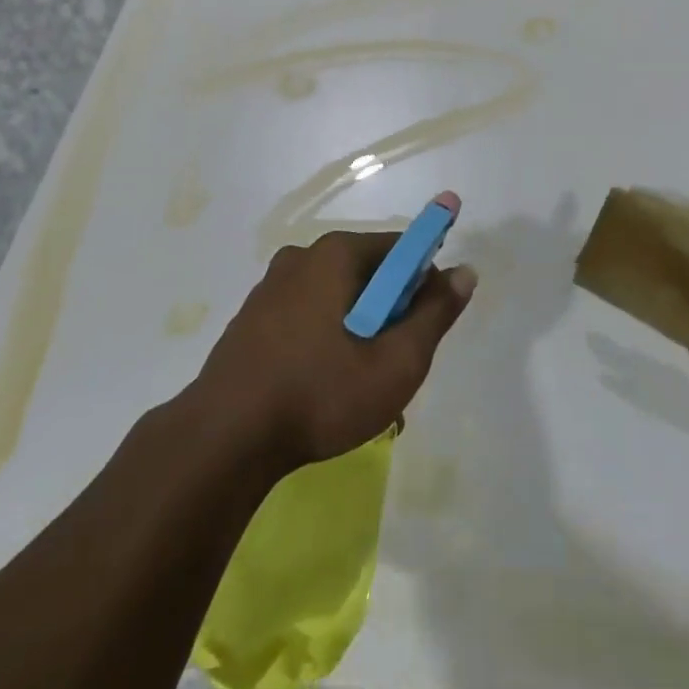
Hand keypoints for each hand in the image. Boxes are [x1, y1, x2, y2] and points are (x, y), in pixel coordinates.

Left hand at [194, 229, 476, 471]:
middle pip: (368, 274)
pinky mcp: (251, 318)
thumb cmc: (320, 394)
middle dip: (390, 315)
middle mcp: (301, 257)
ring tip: (360, 388)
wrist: (224, 439)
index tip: (424, 329)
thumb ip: (434, 314)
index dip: (423, 284)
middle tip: (393, 367)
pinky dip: (325, 341)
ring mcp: (271, 287)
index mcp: (335, 254)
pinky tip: (323, 389)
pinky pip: (306, 316)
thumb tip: (464, 272)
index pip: (400, 249)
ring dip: (358, 333)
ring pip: (337, 300)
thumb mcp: (396, 362)